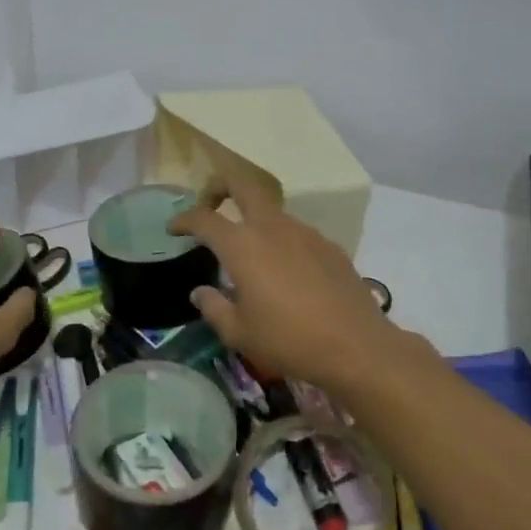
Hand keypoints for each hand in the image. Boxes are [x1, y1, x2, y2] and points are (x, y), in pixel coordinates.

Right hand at [168, 173, 401, 396]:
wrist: (356, 346)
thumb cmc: (289, 341)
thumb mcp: (239, 334)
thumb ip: (213, 308)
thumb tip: (200, 292)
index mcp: (242, 246)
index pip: (203, 218)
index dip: (183, 219)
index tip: (174, 229)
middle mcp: (272, 228)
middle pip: (241, 183)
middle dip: (219, 186)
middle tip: (209, 205)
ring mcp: (304, 232)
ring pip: (271, 210)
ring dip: (253, 219)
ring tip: (249, 254)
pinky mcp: (329, 245)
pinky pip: (296, 233)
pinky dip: (281, 242)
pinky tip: (286, 274)